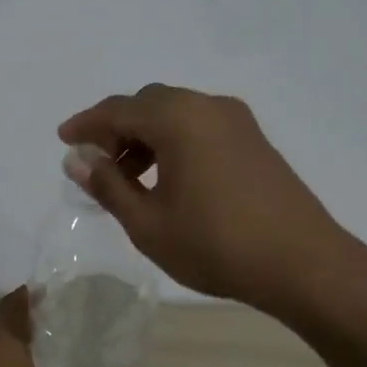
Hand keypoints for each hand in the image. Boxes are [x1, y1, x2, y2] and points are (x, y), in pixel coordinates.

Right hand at [58, 83, 366, 321]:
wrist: (303, 263)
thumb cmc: (216, 245)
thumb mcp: (148, 223)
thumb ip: (108, 185)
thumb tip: (78, 159)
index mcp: (178, 118)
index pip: (118, 109)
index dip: (86, 124)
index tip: (63, 141)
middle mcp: (208, 106)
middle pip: (148, 103)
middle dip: (116, 128)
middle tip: (96, 163)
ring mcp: (237, 121)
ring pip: (176, 113)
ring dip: (145, 136)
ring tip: (129, 179)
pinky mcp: (254, 139)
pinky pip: (200, 126)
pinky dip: (173, 141)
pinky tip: (168, 179)